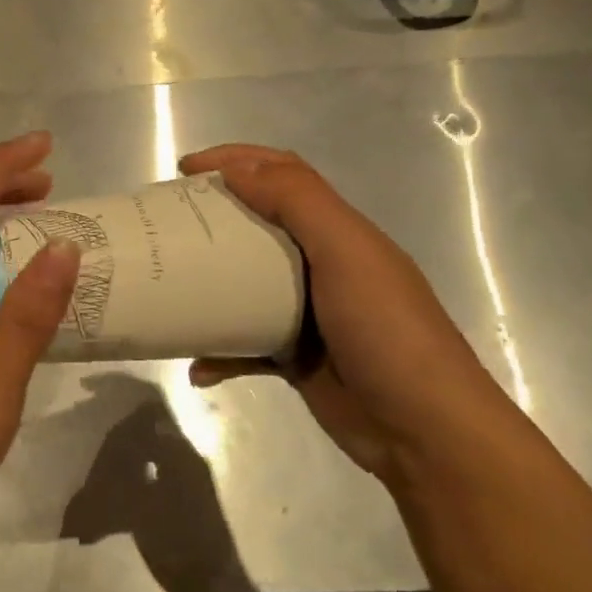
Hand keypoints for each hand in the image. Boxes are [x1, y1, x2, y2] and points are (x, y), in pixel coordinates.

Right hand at [180, 144, 508, 479]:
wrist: (424, 431)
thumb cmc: (386, 330)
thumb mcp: (347, 252)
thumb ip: (297, 201)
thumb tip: (237, 169)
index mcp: (339, 231)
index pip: (283, 175)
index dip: (235, 161)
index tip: (184, 168)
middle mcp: (322, 265)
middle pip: (257, 225)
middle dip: (211, 216)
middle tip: (168, 223)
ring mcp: (307, 314)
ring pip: (244, 284)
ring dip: (208, 283)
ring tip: (170, 284)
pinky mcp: (295, 358)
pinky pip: (244, 345)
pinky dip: (219, 353)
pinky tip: (198, 367)